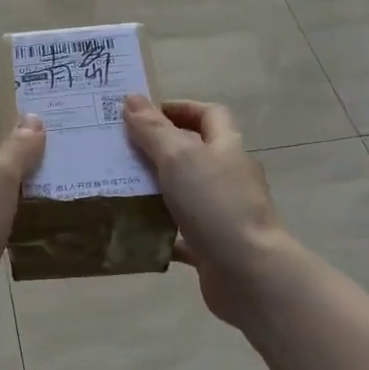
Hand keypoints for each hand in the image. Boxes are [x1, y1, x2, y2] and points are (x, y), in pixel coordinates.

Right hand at [122, 95, 288, 325]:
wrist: (249, 272)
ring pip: (185, 193)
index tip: (144, 113)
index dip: (180, 108)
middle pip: (194, 153)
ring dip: (156, 190)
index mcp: (227, 148)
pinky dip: (159, 230)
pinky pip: (180, 233)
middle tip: (121, 151)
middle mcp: (228, 176)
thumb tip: (132, 98)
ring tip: (119, 188)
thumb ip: (153, 130)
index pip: (209, 114)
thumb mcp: (179, 158)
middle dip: (159, 149)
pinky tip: (133, 231)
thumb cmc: (215, 205)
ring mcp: (222, 213)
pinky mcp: (212, 245)